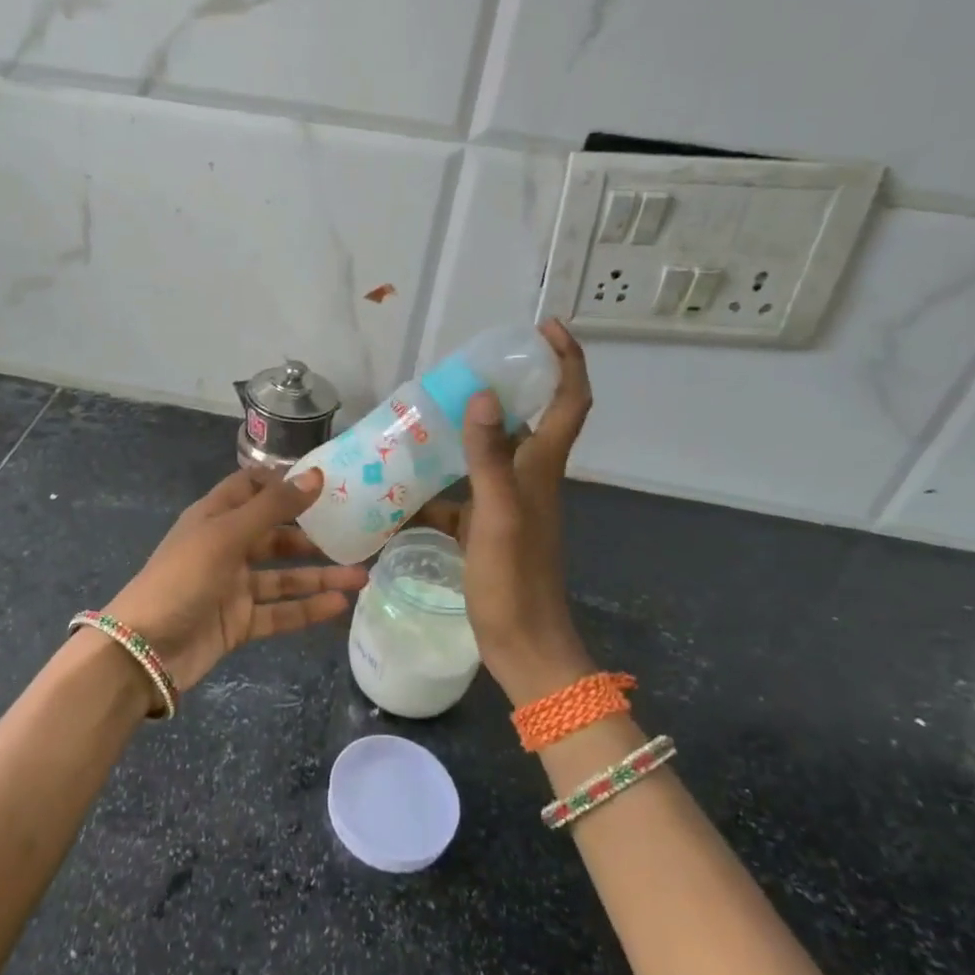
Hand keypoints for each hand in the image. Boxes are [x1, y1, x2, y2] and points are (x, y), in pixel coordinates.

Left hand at [103, 468, 368, 693]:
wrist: (144, 650)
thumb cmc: (182, 578)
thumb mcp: (226, 535)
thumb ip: (273, 507)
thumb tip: (316, 475)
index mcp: (214, 517)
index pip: (250, 488)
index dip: (283, 483)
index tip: (324, 482)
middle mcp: (225, 547)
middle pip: (274, 534)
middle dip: (312, 534)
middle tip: (355, 533)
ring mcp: (233, 587)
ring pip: (283, 576)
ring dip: (319, 575)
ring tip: (361, 576)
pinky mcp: (239, 622)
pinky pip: (280, 611)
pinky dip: (307, 608)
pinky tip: (339, 605)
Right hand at [412, 318, 596, 705]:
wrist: (523, 646)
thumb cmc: (514, 581)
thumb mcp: (497, 515)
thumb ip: (488, 457)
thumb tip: (483, 395)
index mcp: (541, 469)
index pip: (570, 402)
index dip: (567, 360)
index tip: (547, 328)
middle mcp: (530, 479)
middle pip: (529, 420)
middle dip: (506, 388)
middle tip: (464, 369)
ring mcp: (509, 505)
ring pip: (489, 455)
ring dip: (464, 435)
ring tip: (422, 419)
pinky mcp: (488, 529)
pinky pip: (462, 494)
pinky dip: (438, 485)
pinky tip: (403, 487)